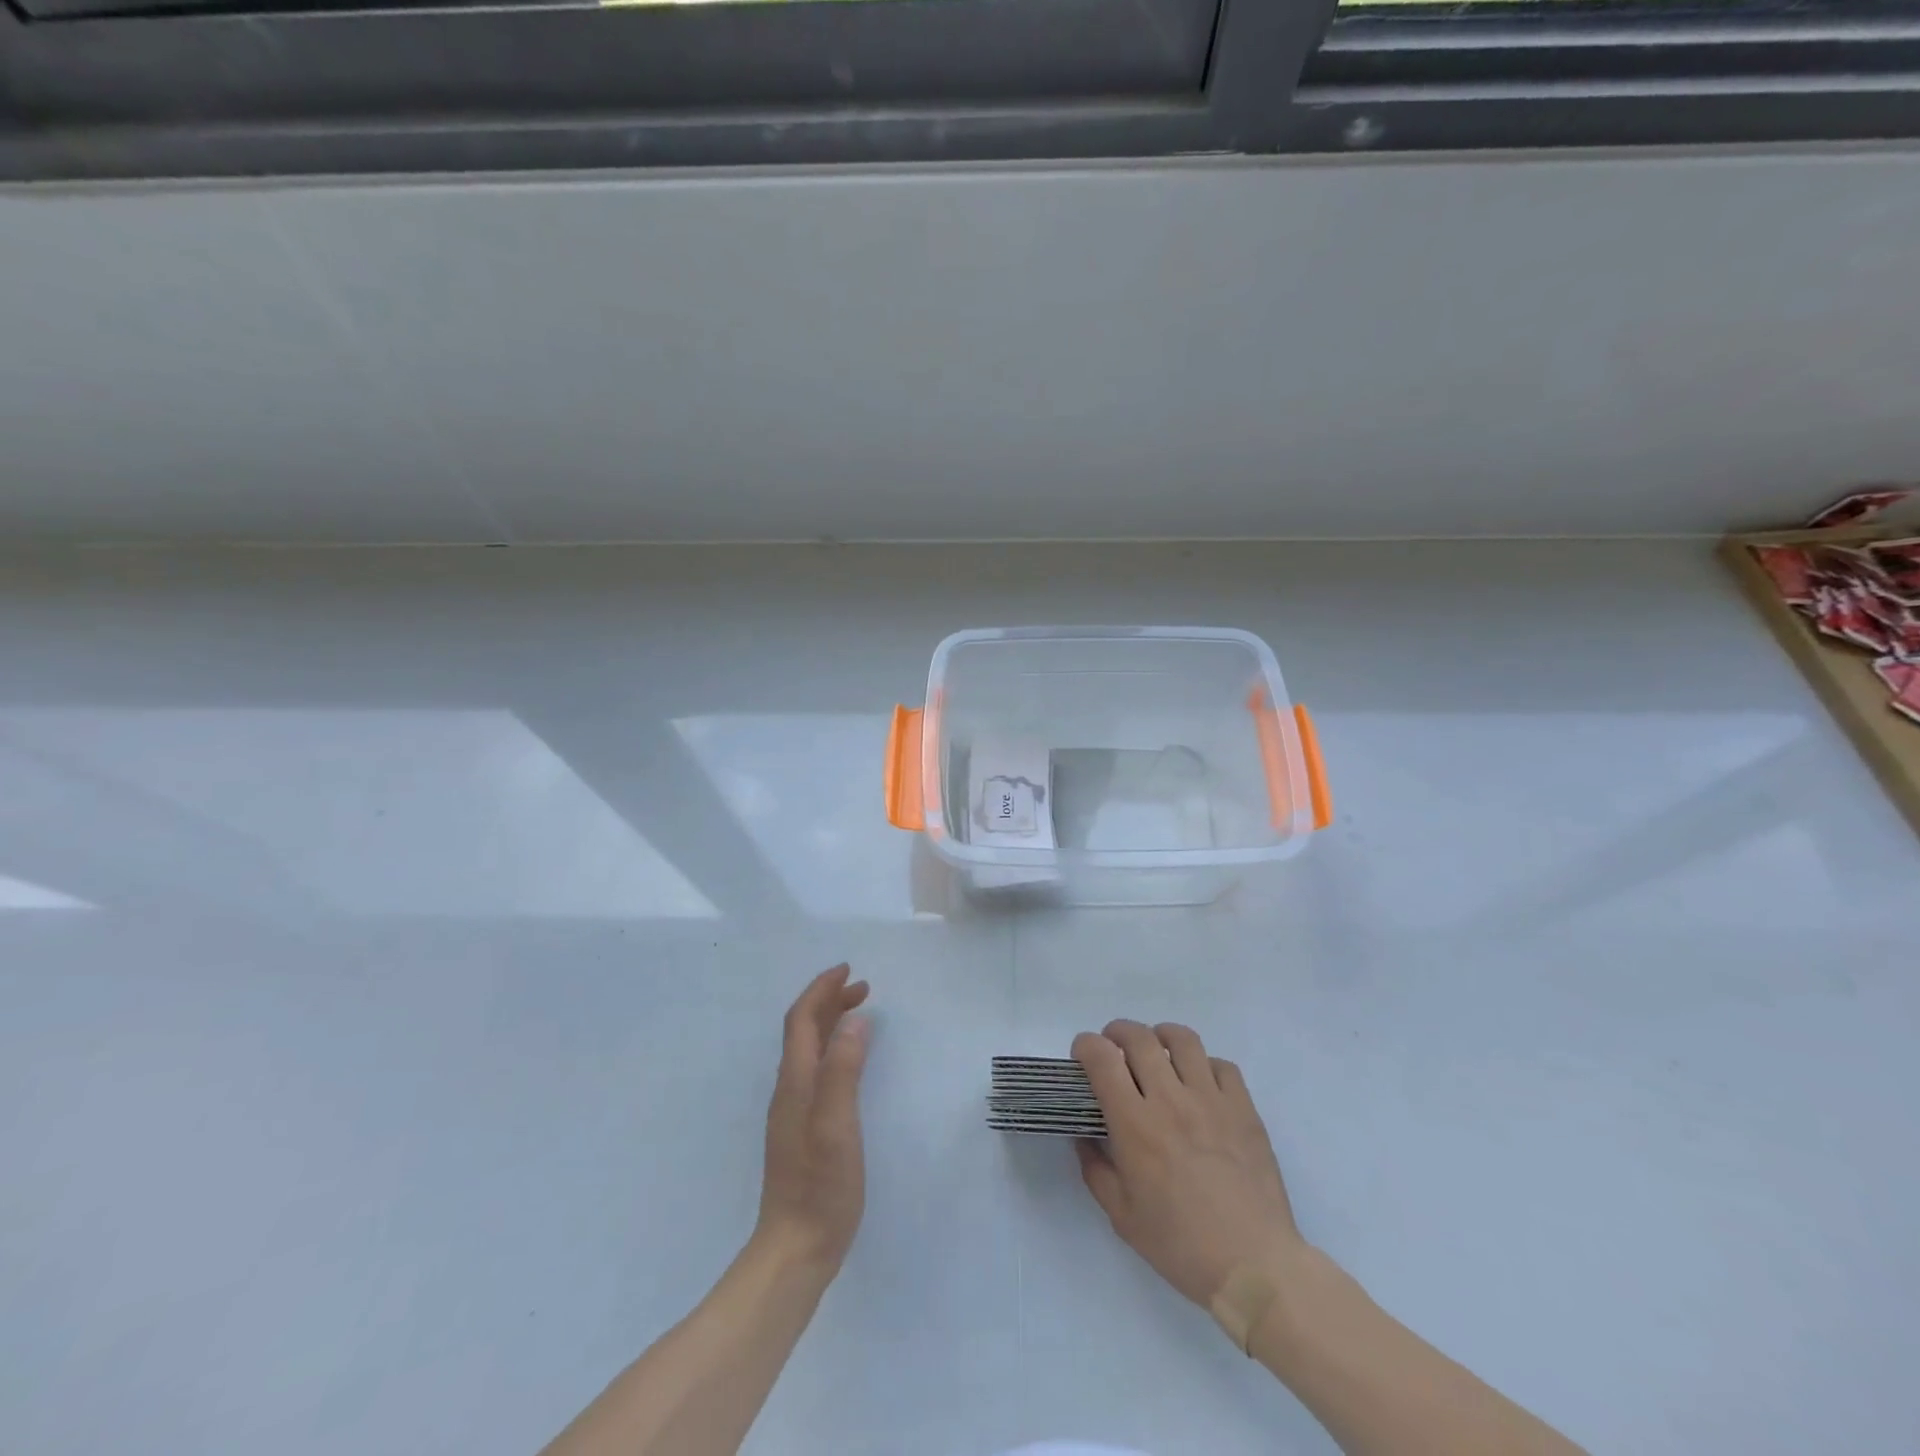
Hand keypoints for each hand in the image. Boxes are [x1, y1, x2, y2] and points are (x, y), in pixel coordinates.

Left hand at [756, 964, 871, 1269]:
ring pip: (809, 1050)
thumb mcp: (837, 1124)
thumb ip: (843, 1070)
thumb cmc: (820, 1186)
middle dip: (829, 1001)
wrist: (794, 1251)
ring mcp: (793, 1112)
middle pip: (803, 1031)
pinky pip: (815, 1070)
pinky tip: (849, 1063)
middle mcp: (790, 1090)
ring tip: (860, 1014)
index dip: (822, 990)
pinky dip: (833, 1049)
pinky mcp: (803, 1131)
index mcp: (795, 1082)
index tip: (849, 971)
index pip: (802, 1020)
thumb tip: (855, 1020)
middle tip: (864, 989)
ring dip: (831, 1023)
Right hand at [1072, 1019, 1303, 1308]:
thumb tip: (1084, 1136)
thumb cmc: (1181, 1245)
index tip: (1082, 1056)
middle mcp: (1170, 1099)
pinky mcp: (1244, 1109)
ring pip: (1182, 1039)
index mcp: (1135, 1124)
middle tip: (1114, 1049)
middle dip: (1117, 1032)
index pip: (1102, 1058)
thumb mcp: (1122, 1217)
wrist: (1254, 1266)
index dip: (1085, 1046)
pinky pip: (1222, 1065)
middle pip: (1139, 1037)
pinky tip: (1200, 1084)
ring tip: (1157, 1053)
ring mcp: (1211, 1100)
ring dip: (1161, 1037)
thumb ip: (1095, 1169)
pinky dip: (1204, 1065)